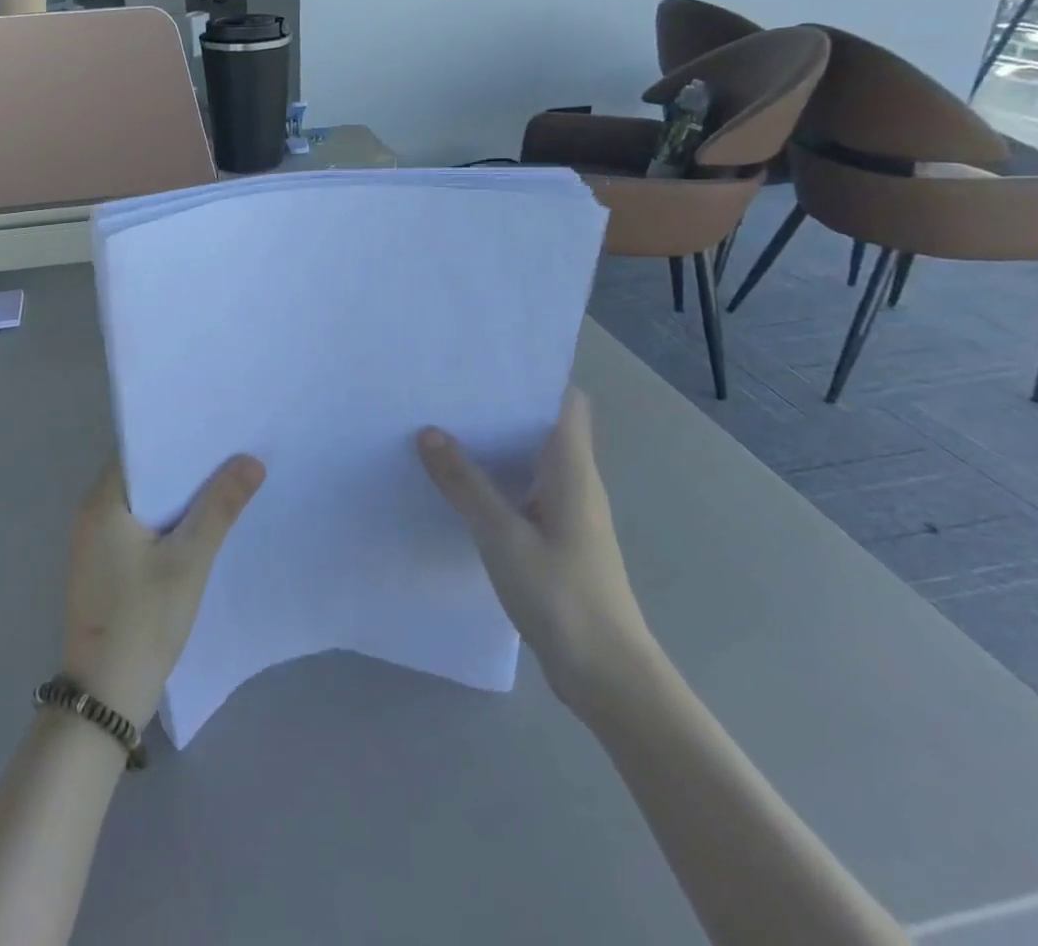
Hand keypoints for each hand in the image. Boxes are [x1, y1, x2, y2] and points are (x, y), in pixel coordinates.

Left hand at [61, 455, 265, 726]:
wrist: (103, 699)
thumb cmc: (143, 621)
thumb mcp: (189, 561)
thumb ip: (220, 507)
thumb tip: (251, 460)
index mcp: (102, 501)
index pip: (140, 449)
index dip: (177, 437)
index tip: (216, 428)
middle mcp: (91, 513)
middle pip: (143, 475)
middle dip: (184, 466)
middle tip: (231, 452)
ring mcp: (93, 542)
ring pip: (142, 502)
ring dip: (177, 495)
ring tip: (224, 480)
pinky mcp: (102, 567)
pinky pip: (137, 527)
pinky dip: (166, 521)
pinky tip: (199, 524)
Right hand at [417, 389, 655, 715]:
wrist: (608, 676)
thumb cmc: (563, 595)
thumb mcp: (503, 536)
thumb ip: (465, 484)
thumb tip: (429, 432)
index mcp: (572, 469)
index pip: (566, 402)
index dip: (535, 376)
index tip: (490, 361)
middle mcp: (574, 483)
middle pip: (542, 426)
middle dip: (501, 406)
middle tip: (449, 390)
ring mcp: (567, 514)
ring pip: (530, 461)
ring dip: (496, 444)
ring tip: (445, 427)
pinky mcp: (556, 540)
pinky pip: (523, 493)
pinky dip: (496, 480)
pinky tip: (460, 486)